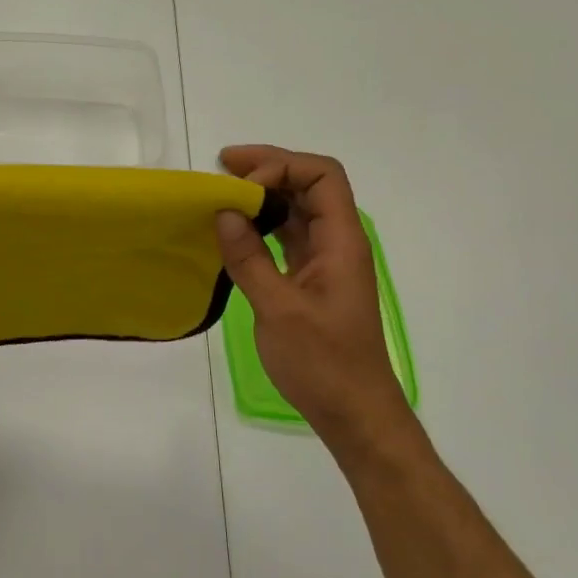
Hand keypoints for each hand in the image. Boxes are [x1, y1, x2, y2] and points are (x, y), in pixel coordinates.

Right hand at [214, 145, 407, 448]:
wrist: (353, 412)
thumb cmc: (323, 362)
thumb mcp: (279, 310)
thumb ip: (250, 259)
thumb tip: (224, 213)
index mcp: (342, 242)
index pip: (322, 176)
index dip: (282, 168)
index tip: (242, 186)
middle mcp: (338, 243)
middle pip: (310, 185)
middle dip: (269, 168)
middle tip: (223, 165)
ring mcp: (325, 262)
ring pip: (298, 210)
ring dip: (264, 195)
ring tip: (223, 191)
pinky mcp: (311, 280)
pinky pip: (288, 236)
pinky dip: (262, 224)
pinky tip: (235, 229)